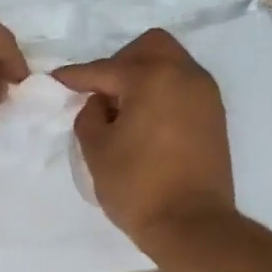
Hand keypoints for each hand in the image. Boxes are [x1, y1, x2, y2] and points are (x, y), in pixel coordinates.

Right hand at [54, 29, 234, 244]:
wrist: (192, 224)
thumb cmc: (138, 187)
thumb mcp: (97, 151)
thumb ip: (89, 116)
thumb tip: (100, 103)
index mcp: (153, 78)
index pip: (106, 69)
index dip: (76, 76)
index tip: (56, 79)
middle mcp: (185, 75)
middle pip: (149, 48)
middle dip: (120, 63)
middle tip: (101, 94)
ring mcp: (205, 95)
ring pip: (171, 65)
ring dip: (144, 77)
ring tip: (123, 111)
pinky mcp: (214, 117)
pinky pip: (183, 88)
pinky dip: (162, 94)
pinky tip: (145, 122)